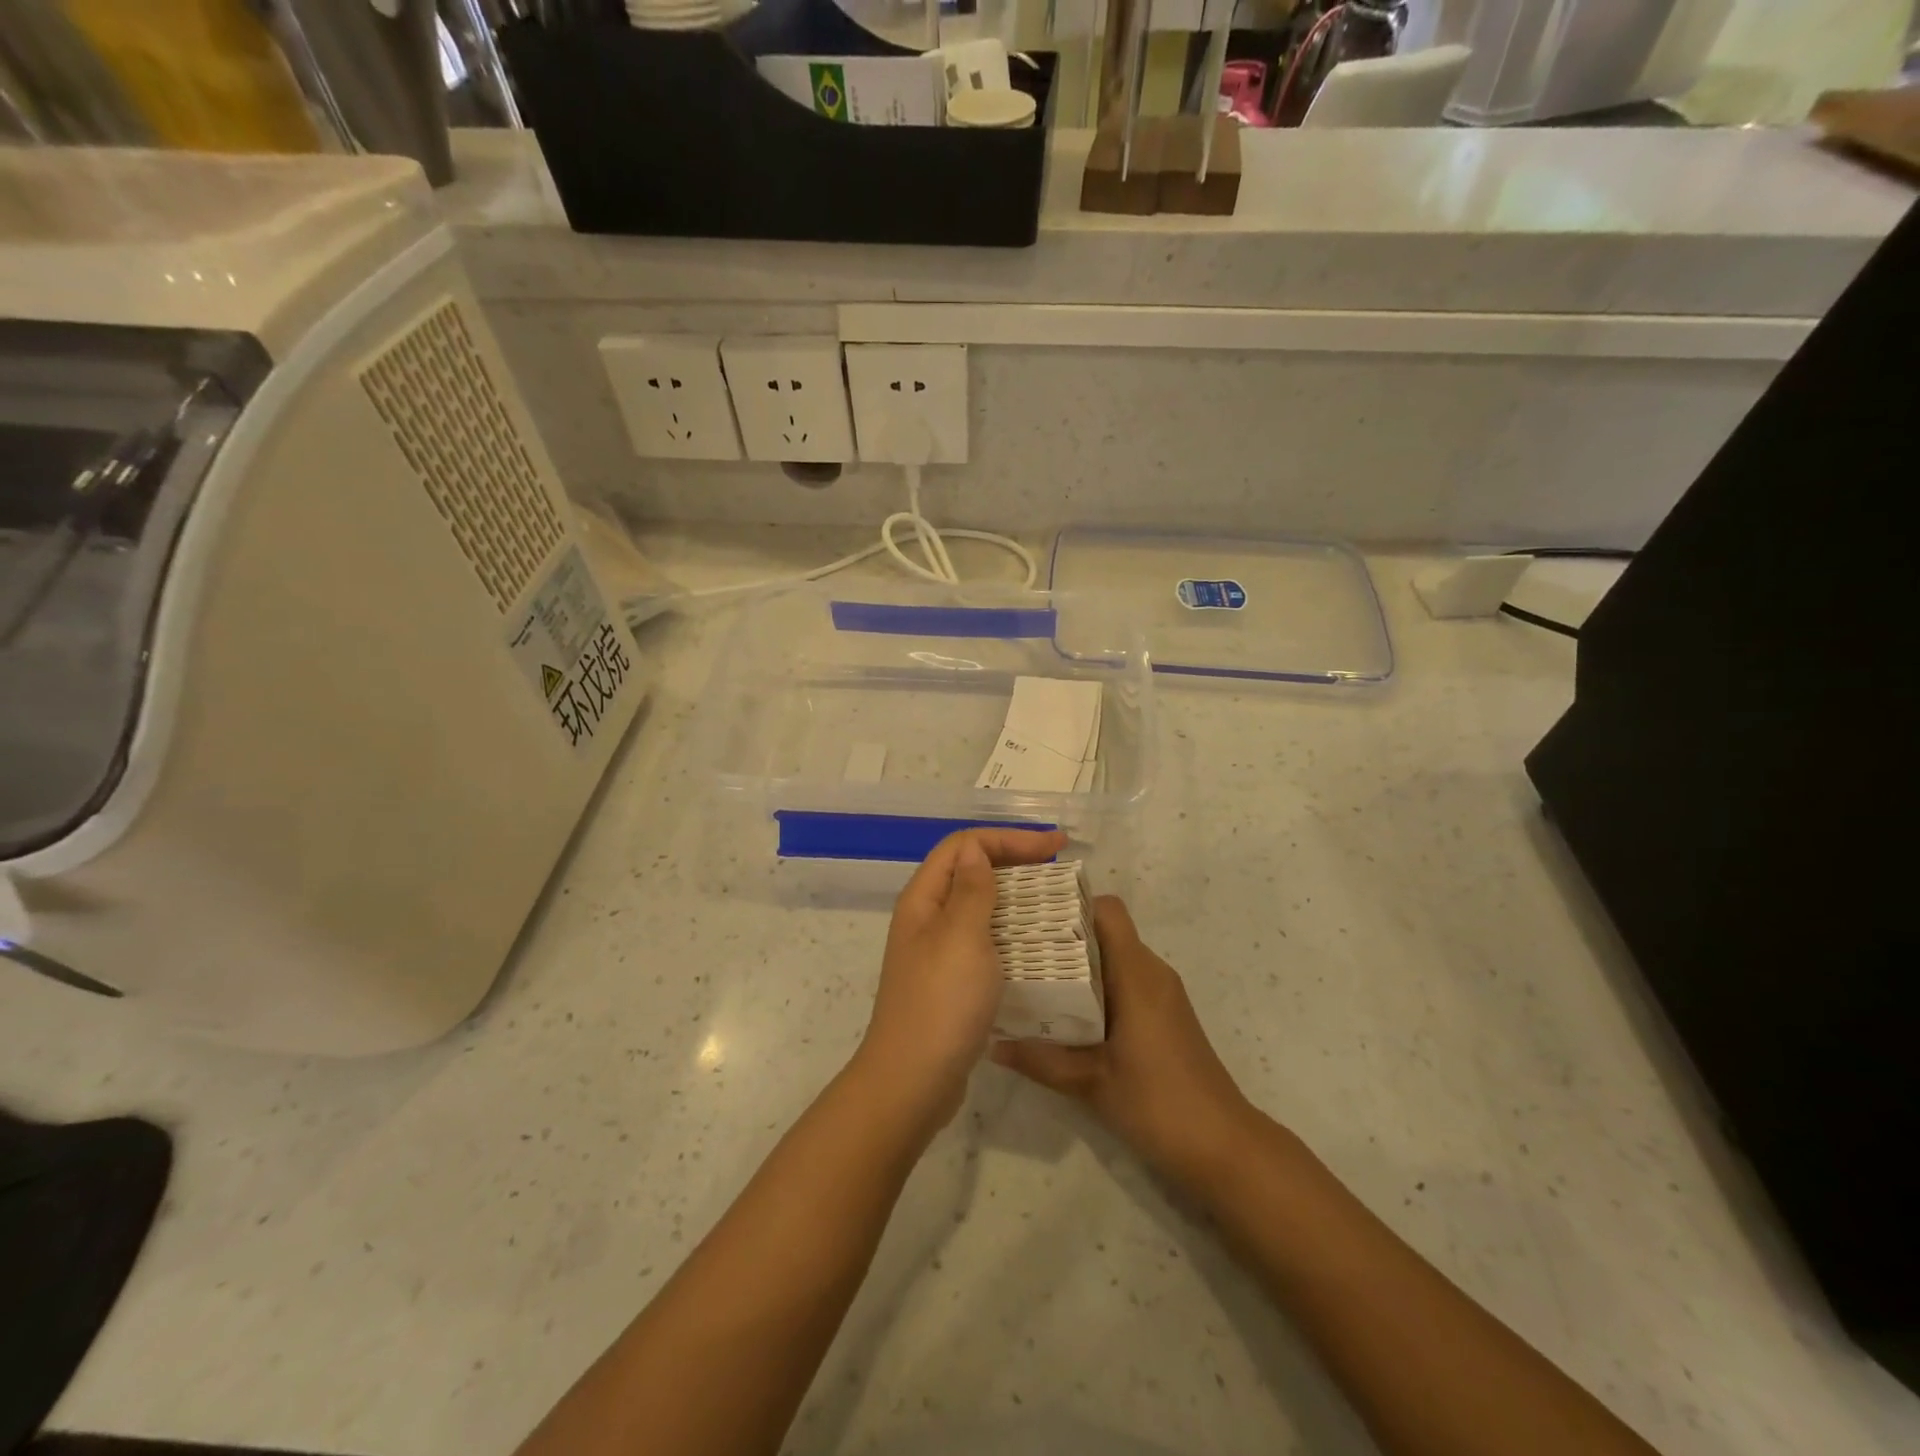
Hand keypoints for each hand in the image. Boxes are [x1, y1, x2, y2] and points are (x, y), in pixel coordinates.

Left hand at [857, 827, 1067, 1132]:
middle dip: (1015, 860)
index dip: (1009, 838)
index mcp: (924, 899)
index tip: (1056, 846)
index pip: (964, 846)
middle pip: (971, 871)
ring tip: (1055, 900)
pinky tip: (1037, 945)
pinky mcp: (952, 981)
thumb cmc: (941, 1002)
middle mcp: (928, 919)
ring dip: (1016, 896)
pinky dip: (1011, 932)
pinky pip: (985, 940)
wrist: (914, 1081)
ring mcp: (938, 951)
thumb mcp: (962, 936)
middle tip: (1061, 866)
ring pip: (980, 907)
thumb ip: (972, 889)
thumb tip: (975, 850)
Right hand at [992, 896, 1256, 1188]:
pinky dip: (1095, 986)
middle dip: (1062, 935)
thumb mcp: (1090, 1083)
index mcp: (1137, 974)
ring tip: (1032, 978)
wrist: (1223, 1146)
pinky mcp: (1164, 1015)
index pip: (1107, 910)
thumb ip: (1040, 1059)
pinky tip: (1065, 1012)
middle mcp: (1151, 972)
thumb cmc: (1159, 1103)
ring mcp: (1161, 994)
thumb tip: (991, 1043)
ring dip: (1077, 964)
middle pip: (1105, 931)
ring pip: (1114, 957)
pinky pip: (1124, 981)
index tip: (1032, 917)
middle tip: (1018, 949)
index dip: (1070, 905)